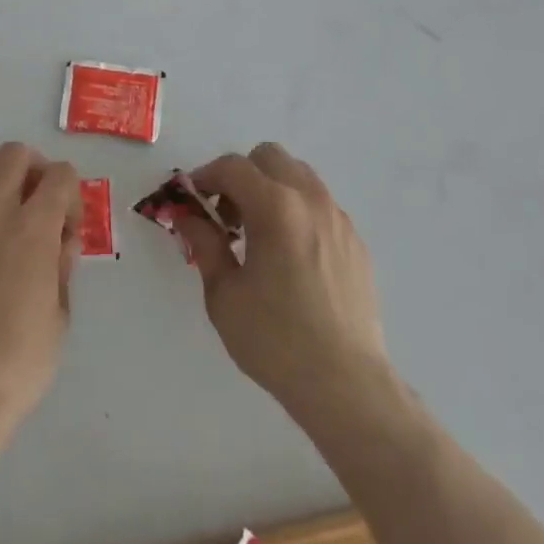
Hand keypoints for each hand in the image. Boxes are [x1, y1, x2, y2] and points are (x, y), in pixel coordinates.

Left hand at [0, 142, 82, 435]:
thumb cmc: (18, 364)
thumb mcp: (60, 317)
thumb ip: (62, 267)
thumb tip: (61, 239)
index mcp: (34, 230)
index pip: (61, 175)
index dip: (71, 192)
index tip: (66, 222)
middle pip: (15, 154)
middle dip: (33, 169)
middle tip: (33, 199)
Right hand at [176, 143, 395, 427]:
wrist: (346, 385)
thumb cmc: (275, 340)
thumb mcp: (224, 294)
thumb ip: (204, 244)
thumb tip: (187, 216)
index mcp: (275, 207)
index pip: (232, 167)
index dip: (205, 176)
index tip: (191, 199)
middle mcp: (310, 200)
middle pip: (270, 157)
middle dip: (241, 175)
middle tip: (227, 215)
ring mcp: (339, 219)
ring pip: (299, 176)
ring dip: (271, 189)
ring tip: (258, 234)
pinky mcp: (356, 242)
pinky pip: (320, 206)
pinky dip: (297, 211)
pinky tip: (290, 256)